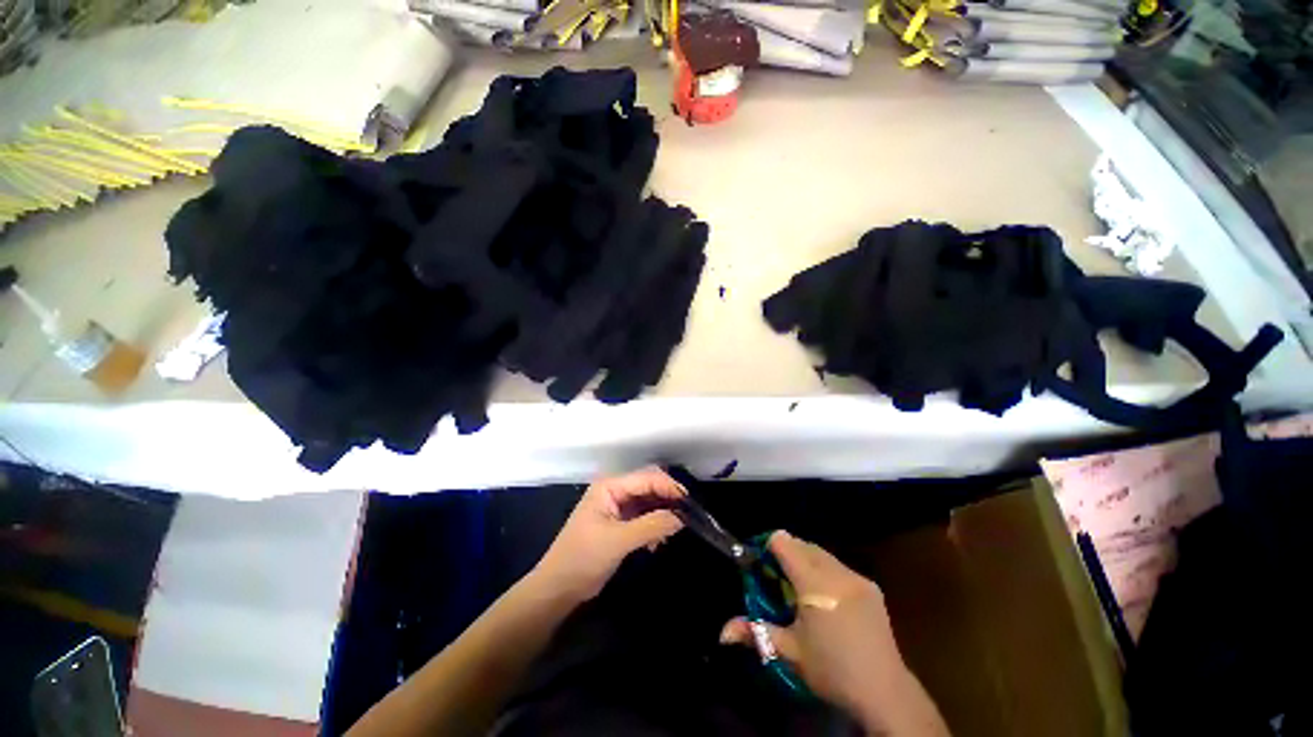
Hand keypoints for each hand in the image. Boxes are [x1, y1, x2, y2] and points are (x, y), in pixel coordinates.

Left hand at [533, 467, 686, 602]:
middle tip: (687, 516)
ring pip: (648, 502)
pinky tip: (658, 542)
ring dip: (662, 514)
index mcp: (610, 486)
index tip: (689, 503)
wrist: (558, 588)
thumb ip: (651, 526)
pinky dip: (654, 526)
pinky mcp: (620, 523)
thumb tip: (681, 518)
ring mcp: (617, 507)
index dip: (668, 487)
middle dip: (667, 499)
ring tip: (673, 531)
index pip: (646, 478)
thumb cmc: (583, 558)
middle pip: (649, 486)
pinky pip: (644, 517)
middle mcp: (614, 491)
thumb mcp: (618, 541)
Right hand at [720, 532, 947, 735]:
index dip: (768, 545)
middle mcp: (836, 572)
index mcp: (813, 584)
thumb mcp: (789, 652)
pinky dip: (825, 570)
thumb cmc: (831, 670)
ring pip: (822, 553)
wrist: (885, 692)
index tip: (760, 562)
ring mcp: (857, 578)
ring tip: (799, 585)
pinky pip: (840, 566)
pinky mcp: (871, 587)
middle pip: (803, 544)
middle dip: (786, 551)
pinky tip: (826, 596)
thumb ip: (755, 633)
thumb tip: (722, 632)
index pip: (784, 542)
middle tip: (776, 575)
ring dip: (806, 559)